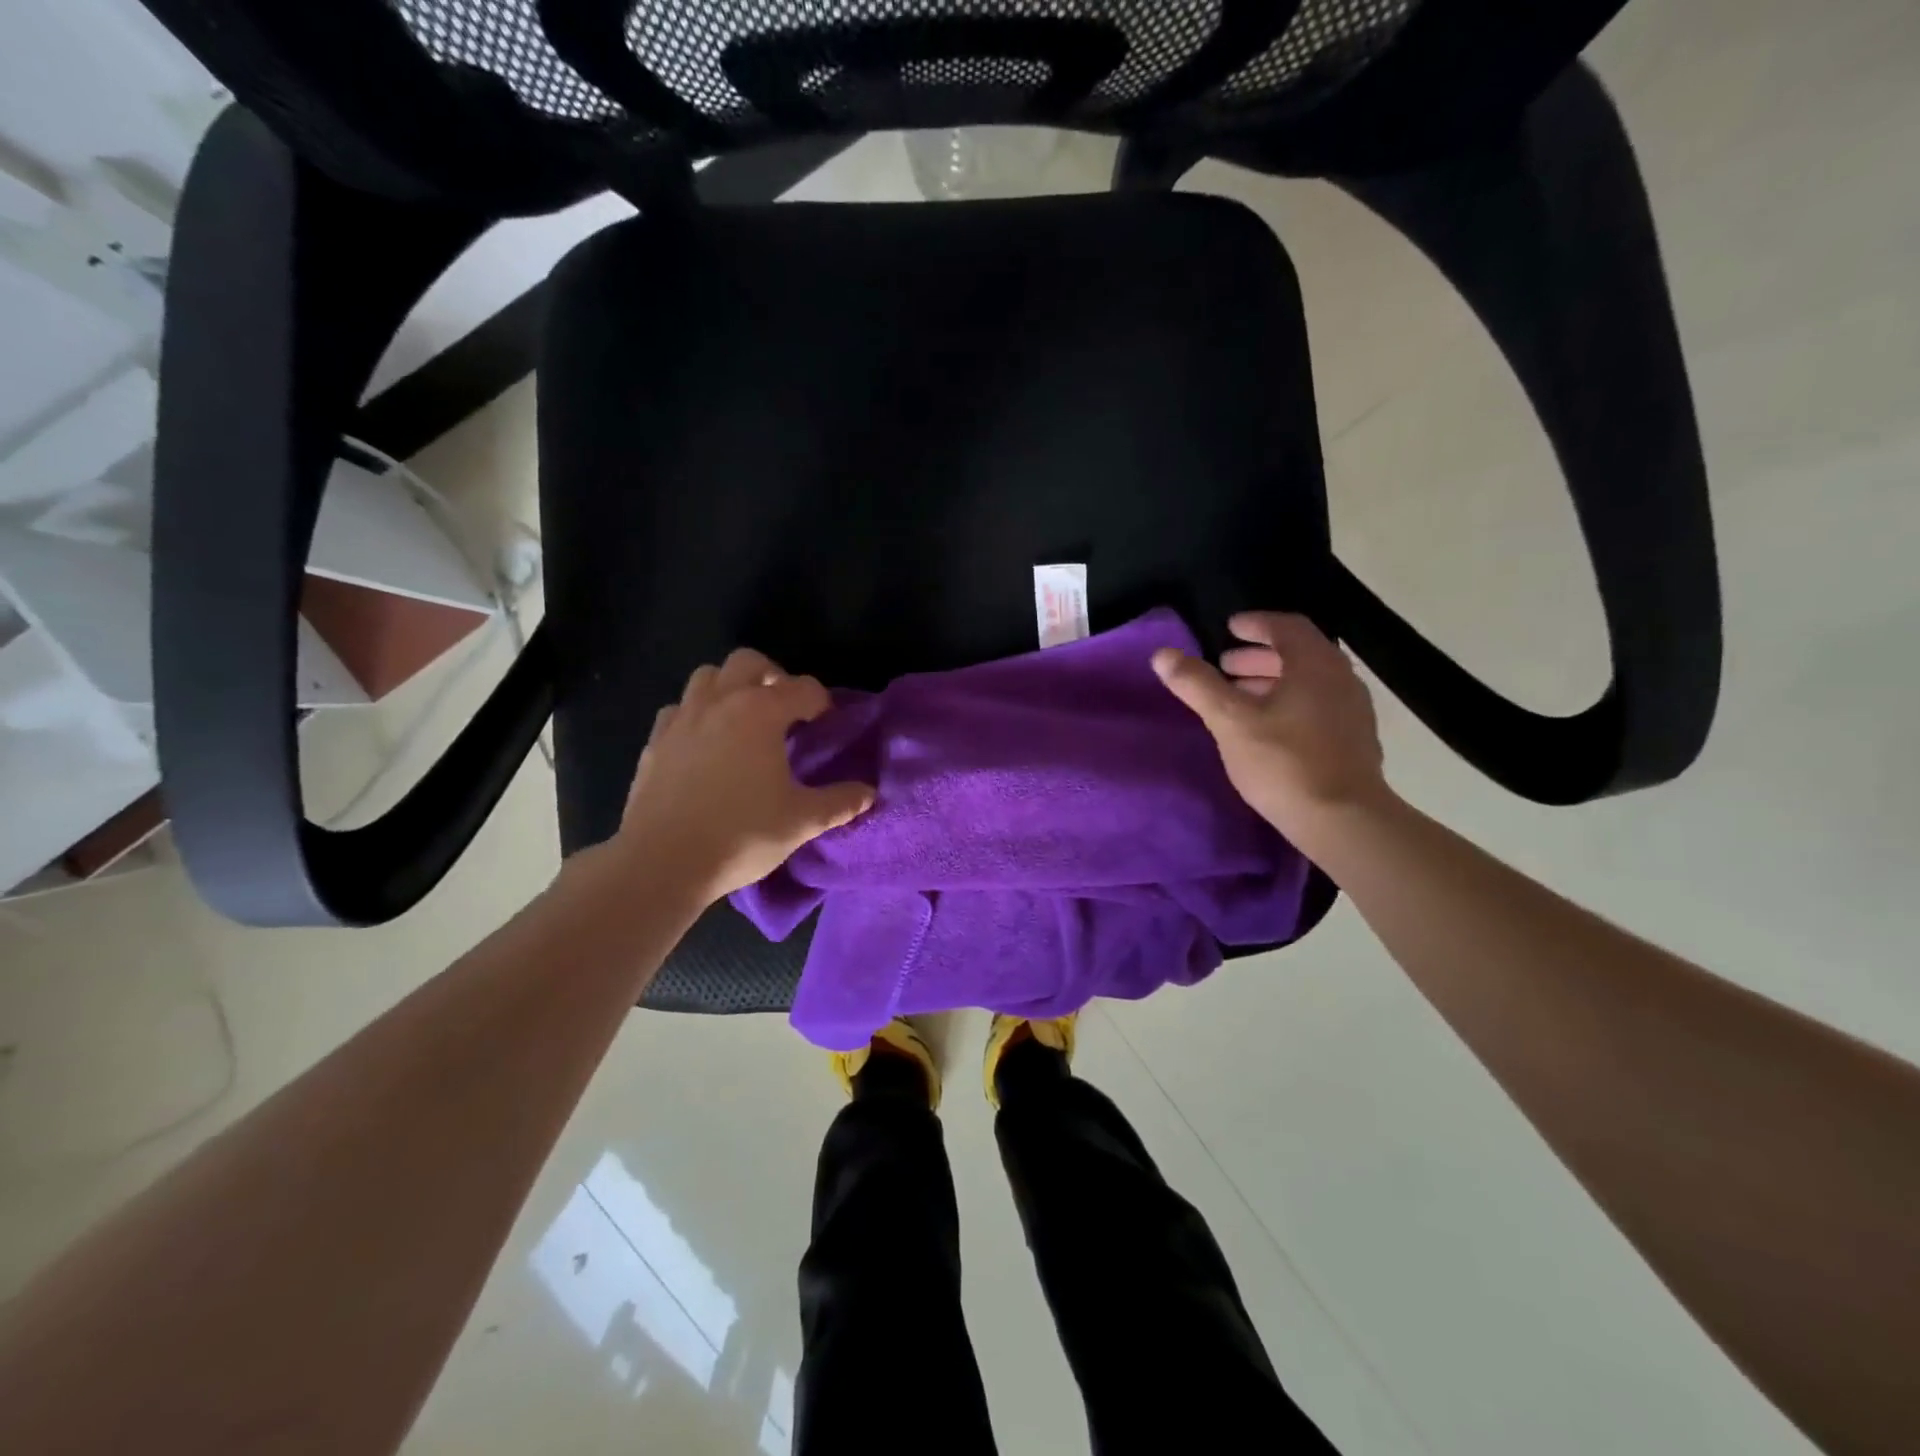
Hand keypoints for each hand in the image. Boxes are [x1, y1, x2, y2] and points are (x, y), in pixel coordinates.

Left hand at [613, 648, 874, 903]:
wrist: (662, 862)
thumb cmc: (741, 835)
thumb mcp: (802, 821)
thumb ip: (840, 802)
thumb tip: (868, 793)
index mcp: (760, 712)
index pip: (803, 688)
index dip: (821, 703)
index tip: (827, 726)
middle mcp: (720, 702)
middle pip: (749, 662)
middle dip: (773, 677)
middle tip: (785, 712)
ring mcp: (682, 718)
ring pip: (708, 677)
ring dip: (731, 688)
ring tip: (744, 722)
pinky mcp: (655, 741)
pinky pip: (679, 709)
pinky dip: (697, 715)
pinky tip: (705, 745)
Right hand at [1152, 612, 1386, 837]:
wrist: (1343, 821)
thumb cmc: (1283, 762)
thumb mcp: (1230, 721)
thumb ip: (1197, 685)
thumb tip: (1163, 654)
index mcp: (1315, 664)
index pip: (1287, 626)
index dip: (1256, 624)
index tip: (1230, 628)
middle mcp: (1341, 679)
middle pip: (1299, 654)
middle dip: (1260, 656)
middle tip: (1226, 666)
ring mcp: (1353, 711)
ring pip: (1310, 682)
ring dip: (1274, 681)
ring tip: (1241, 697)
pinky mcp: (1356, 741)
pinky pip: (1319, 706)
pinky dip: (1291, 704)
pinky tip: (1270, 729)